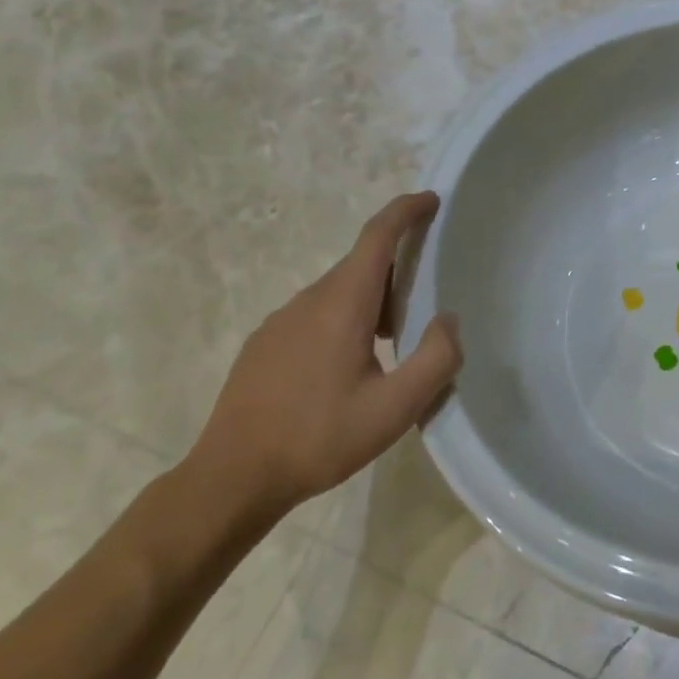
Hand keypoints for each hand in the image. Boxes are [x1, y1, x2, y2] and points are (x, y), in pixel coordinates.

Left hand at [186, 192, 461, 522]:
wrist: (230, 479)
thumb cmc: (318, 439)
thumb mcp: (394, 409)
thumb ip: (436, 359)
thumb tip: (448, 320)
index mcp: (342, 304)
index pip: (377, 236)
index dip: (406, 211)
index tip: (431, 199)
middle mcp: (308, 301)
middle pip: (360, 263)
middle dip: (397, 264)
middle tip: (428, 291)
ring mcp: (279, 322)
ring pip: (337, 291)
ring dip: (371, 298)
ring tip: (394, 339)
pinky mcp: (263, 345)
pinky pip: (315, 314)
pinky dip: (344, 319)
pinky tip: (348, 366)